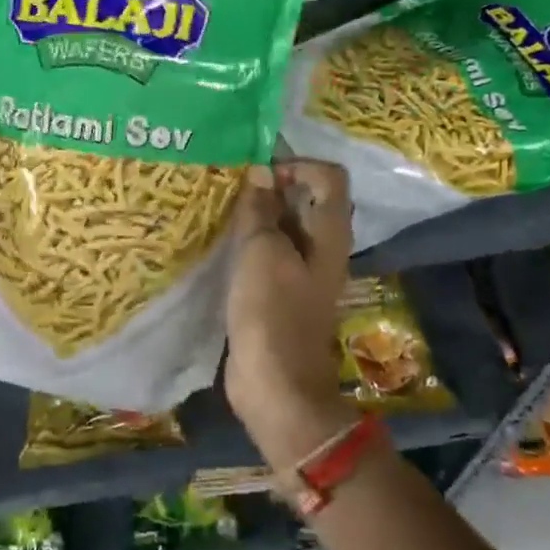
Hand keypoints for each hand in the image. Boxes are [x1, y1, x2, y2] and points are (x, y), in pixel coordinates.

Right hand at [224, 161, 352, 419]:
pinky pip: (267, 253)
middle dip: (270, 185)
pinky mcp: (278, 292)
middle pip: (305, 199)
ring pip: (283, 226)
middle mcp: (321, 248)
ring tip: (220, 206)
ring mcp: (300, 272)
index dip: (296, 164)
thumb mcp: (261, 252)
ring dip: (256, 213)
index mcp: (329, 234)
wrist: (275, 385)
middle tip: (231, 183)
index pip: (328, 176)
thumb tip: (260, 172)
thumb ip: (260, 209)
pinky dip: (248, 240)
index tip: (257, 173)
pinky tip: (220, 240)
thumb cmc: (272, 313)